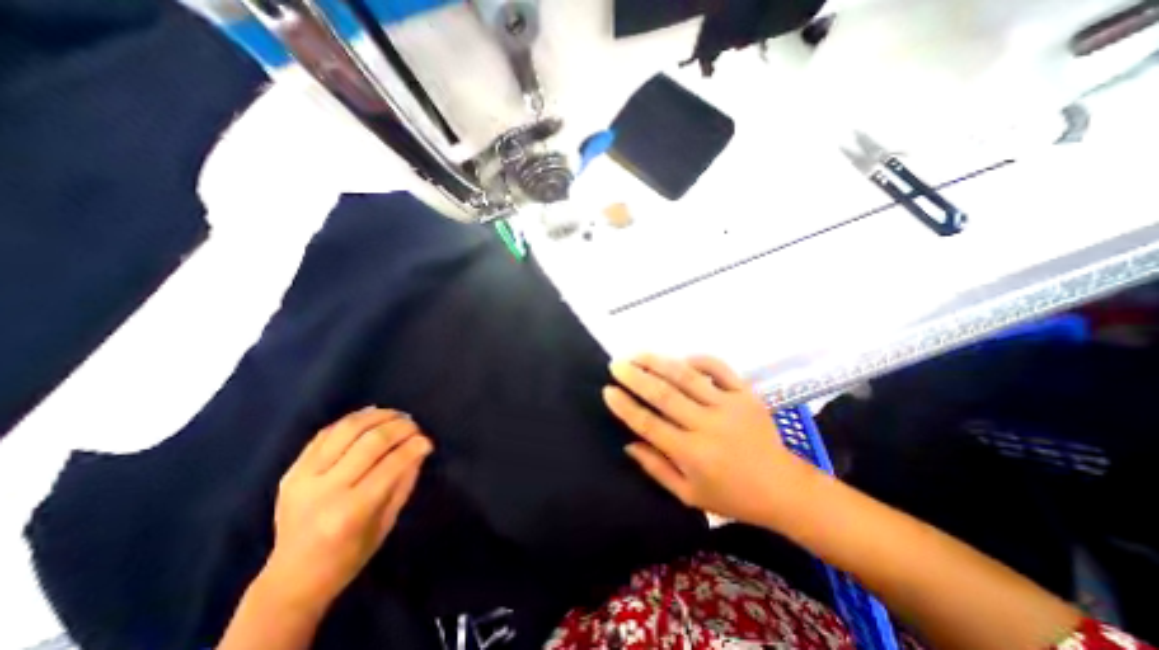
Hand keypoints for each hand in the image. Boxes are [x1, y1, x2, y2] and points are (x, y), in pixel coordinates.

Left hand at [261, 408, 433, 610]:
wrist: (292, 578)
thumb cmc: (349, 555)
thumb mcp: (387, 521)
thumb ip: (404, 481)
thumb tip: (420, 447)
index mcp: (349, 512)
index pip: (392, 464)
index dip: (415, 446)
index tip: (427, 441)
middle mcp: (324, 491)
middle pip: (371, 441)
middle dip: (400, 427)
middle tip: (415, 426)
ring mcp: (303, 478)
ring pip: (347, 429)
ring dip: (378, 416)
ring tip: (396, 416)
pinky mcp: (291, 471)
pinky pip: (326, 433)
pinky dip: (352, 419)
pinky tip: (371, 416)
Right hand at [607, 356, 812, 527]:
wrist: (783, 488)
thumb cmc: (731, 496)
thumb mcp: (689, 494)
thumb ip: (656, 468)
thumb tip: (628, 442)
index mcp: (692, 454)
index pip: (649, 424)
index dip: (625, 406)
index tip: (608, 391)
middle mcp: (708, 426)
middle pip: (664, 395)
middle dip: (636, 377)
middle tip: (616, 365)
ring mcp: (729, 406)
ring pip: (687, 377)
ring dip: (659, 363)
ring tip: (638, 354)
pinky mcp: (746, 394)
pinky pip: (719, 368)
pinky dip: (698, 360)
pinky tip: (681, 359)